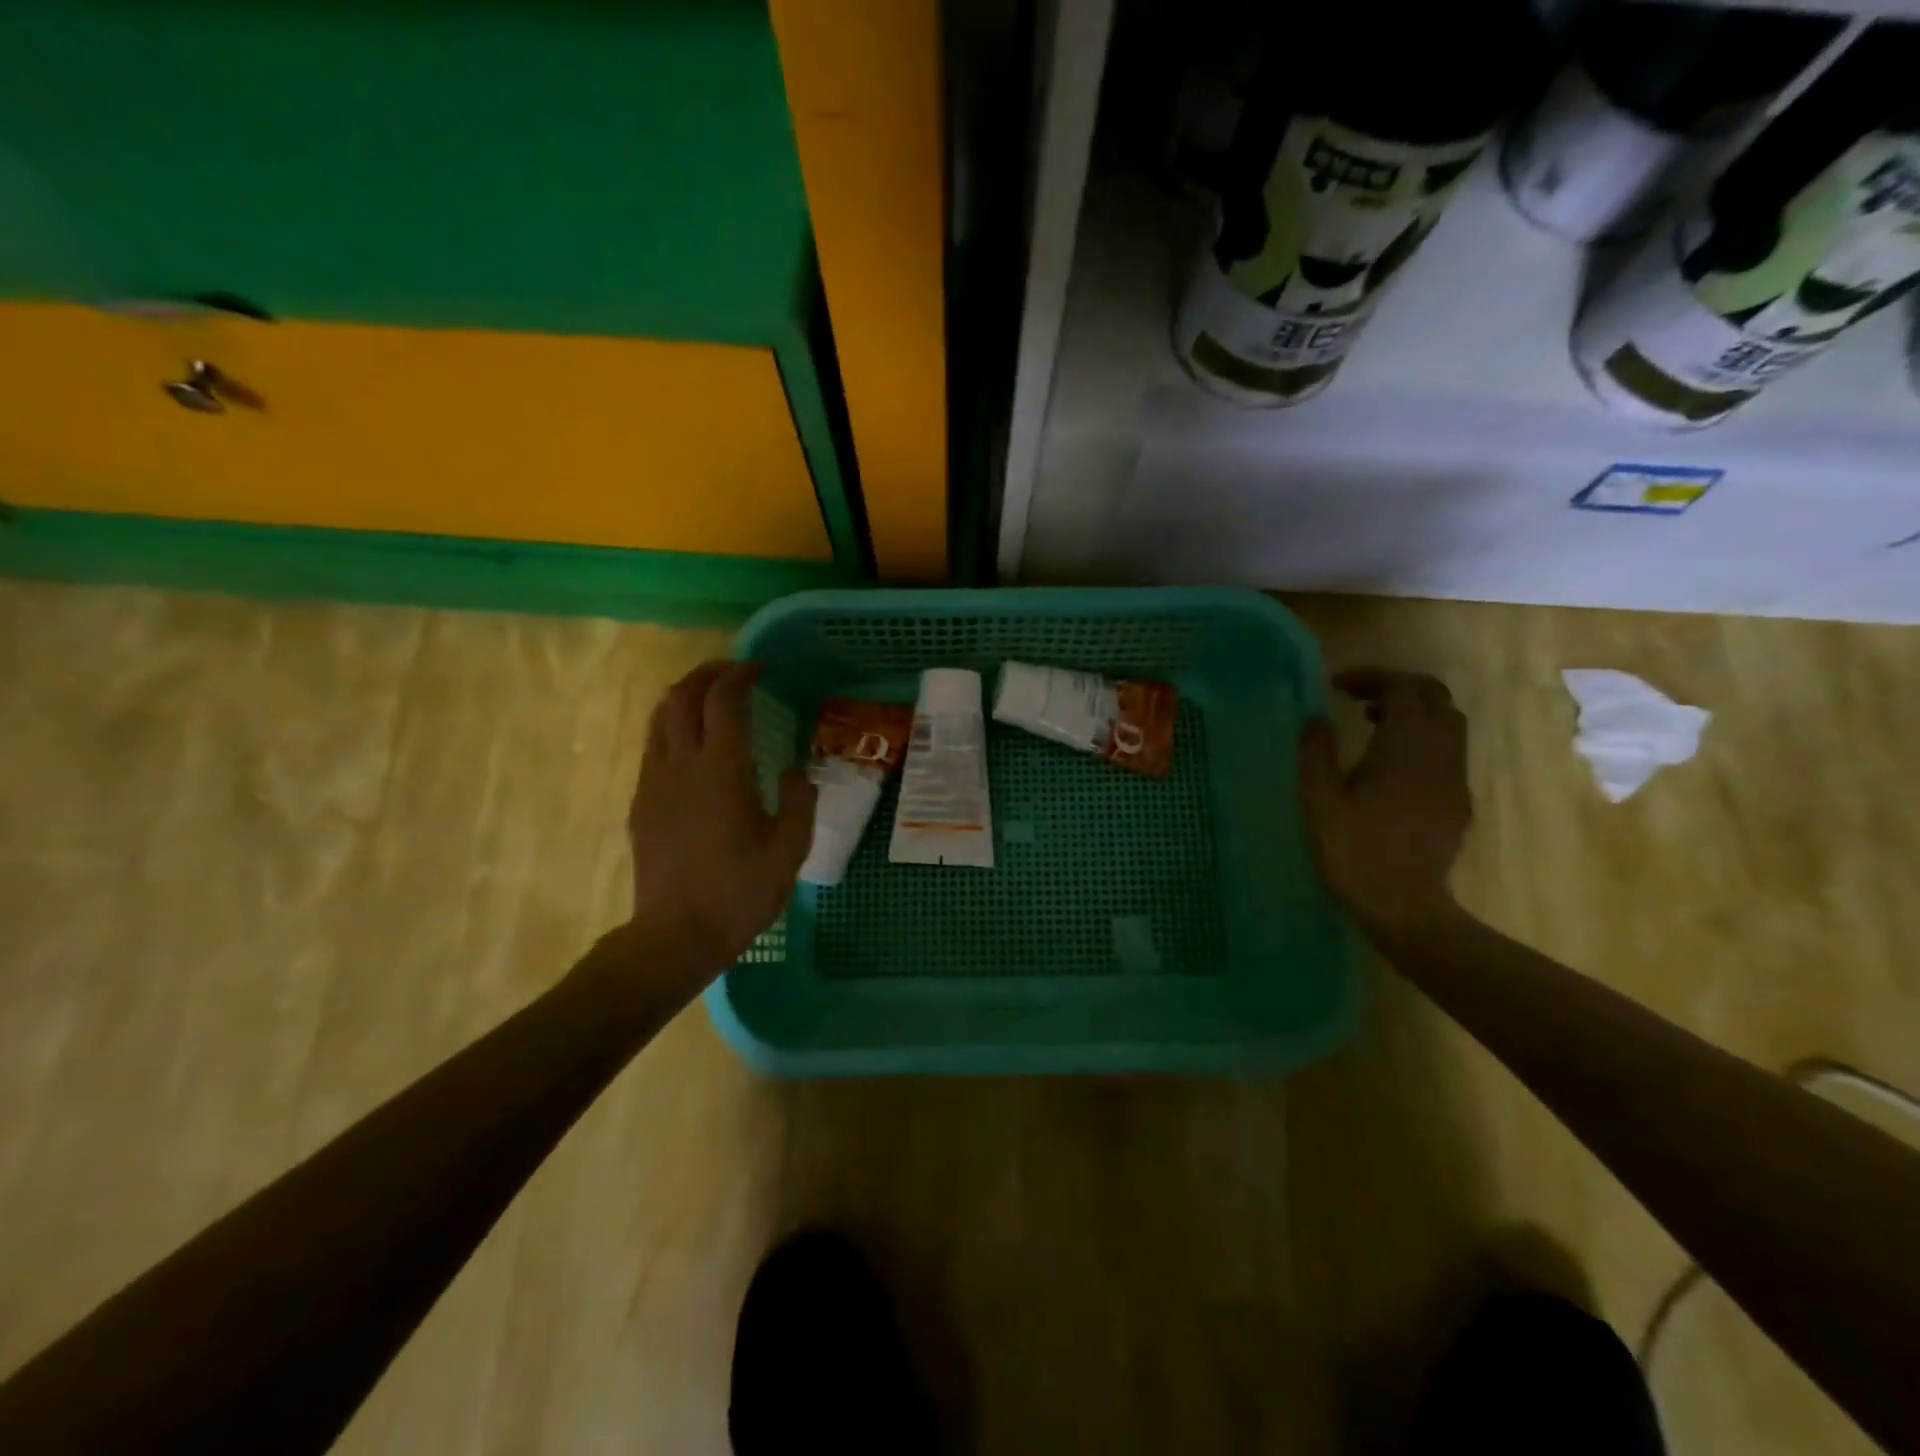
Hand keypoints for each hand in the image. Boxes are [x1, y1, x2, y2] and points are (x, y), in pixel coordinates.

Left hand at [624, 660, 815, 979]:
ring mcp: (654, 783)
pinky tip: (691, 748)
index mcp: (722, 769)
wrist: (676, 935)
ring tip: (709, 700)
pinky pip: (652, 748)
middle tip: (733, 674)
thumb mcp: (790, 848)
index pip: (723, 700)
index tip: (758, 668)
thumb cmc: (740, 891)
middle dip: (706, 674)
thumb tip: (794, 772)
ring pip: (659, 718)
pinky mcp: (641, 804)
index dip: (739, 674)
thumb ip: (799, 800)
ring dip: (684, 697)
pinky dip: (672, 728)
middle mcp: (682, 764)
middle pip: (681, 696)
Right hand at [1298, 668, 1471, 936]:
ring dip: (1412, 713)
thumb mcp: (1318, 800)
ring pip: (1447, 724)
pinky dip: (1421, 739)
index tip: (1336, 686)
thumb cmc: (1353, 851)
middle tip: (1356, 699)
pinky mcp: (1458, 801)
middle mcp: (1439, 754)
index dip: (1371, 677)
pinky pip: (1448, 752)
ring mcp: (1455, 778)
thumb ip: (1316, 752)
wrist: (1404, 906)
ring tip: (1371, 725)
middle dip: (1397, 688)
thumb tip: (1316, 717)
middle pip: (1435, 698)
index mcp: (1405, 747)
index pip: (1403, 688)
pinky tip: (1389, 765)